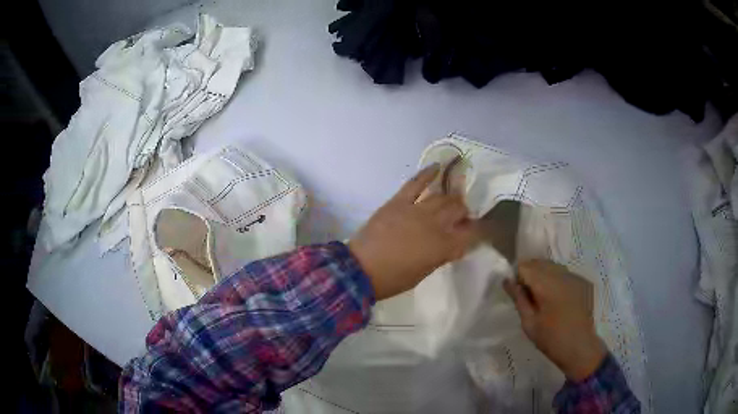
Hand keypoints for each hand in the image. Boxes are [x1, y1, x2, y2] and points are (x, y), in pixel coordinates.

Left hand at [349, 165, 477, 299]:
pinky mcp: (398, 202)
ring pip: (441, 197)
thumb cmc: (393, 279)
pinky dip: (427, 173)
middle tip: (462, 216)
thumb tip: (455, 245)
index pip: (470, 233)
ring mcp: (416, 210)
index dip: (479, 230)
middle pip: (457, 210)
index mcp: (442, 246)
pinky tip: (437, 166)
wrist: (360, 270)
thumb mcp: (424, 272)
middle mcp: (434, 225)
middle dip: (464, 212)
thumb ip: (442, 255)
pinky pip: (415, 184)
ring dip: (451, 197)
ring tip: (453, 199)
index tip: (481, 229)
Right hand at [503, 260, 606, 380]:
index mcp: (546, 284)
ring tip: (540, 297)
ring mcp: (573, 277)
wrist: (580, 347)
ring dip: (541, 275)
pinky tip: (555, 298)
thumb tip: (507, 281)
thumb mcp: (529, 323)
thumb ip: (519, 299)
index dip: (517, 277)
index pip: (525, 266)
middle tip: (526, 296)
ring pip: (551, 265)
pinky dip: (554, 279)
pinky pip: (562, 272)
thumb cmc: (551, 339)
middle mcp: (561, 274)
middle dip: (529, 274)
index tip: (516, 293)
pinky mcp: (581, 282)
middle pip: (538, 262)